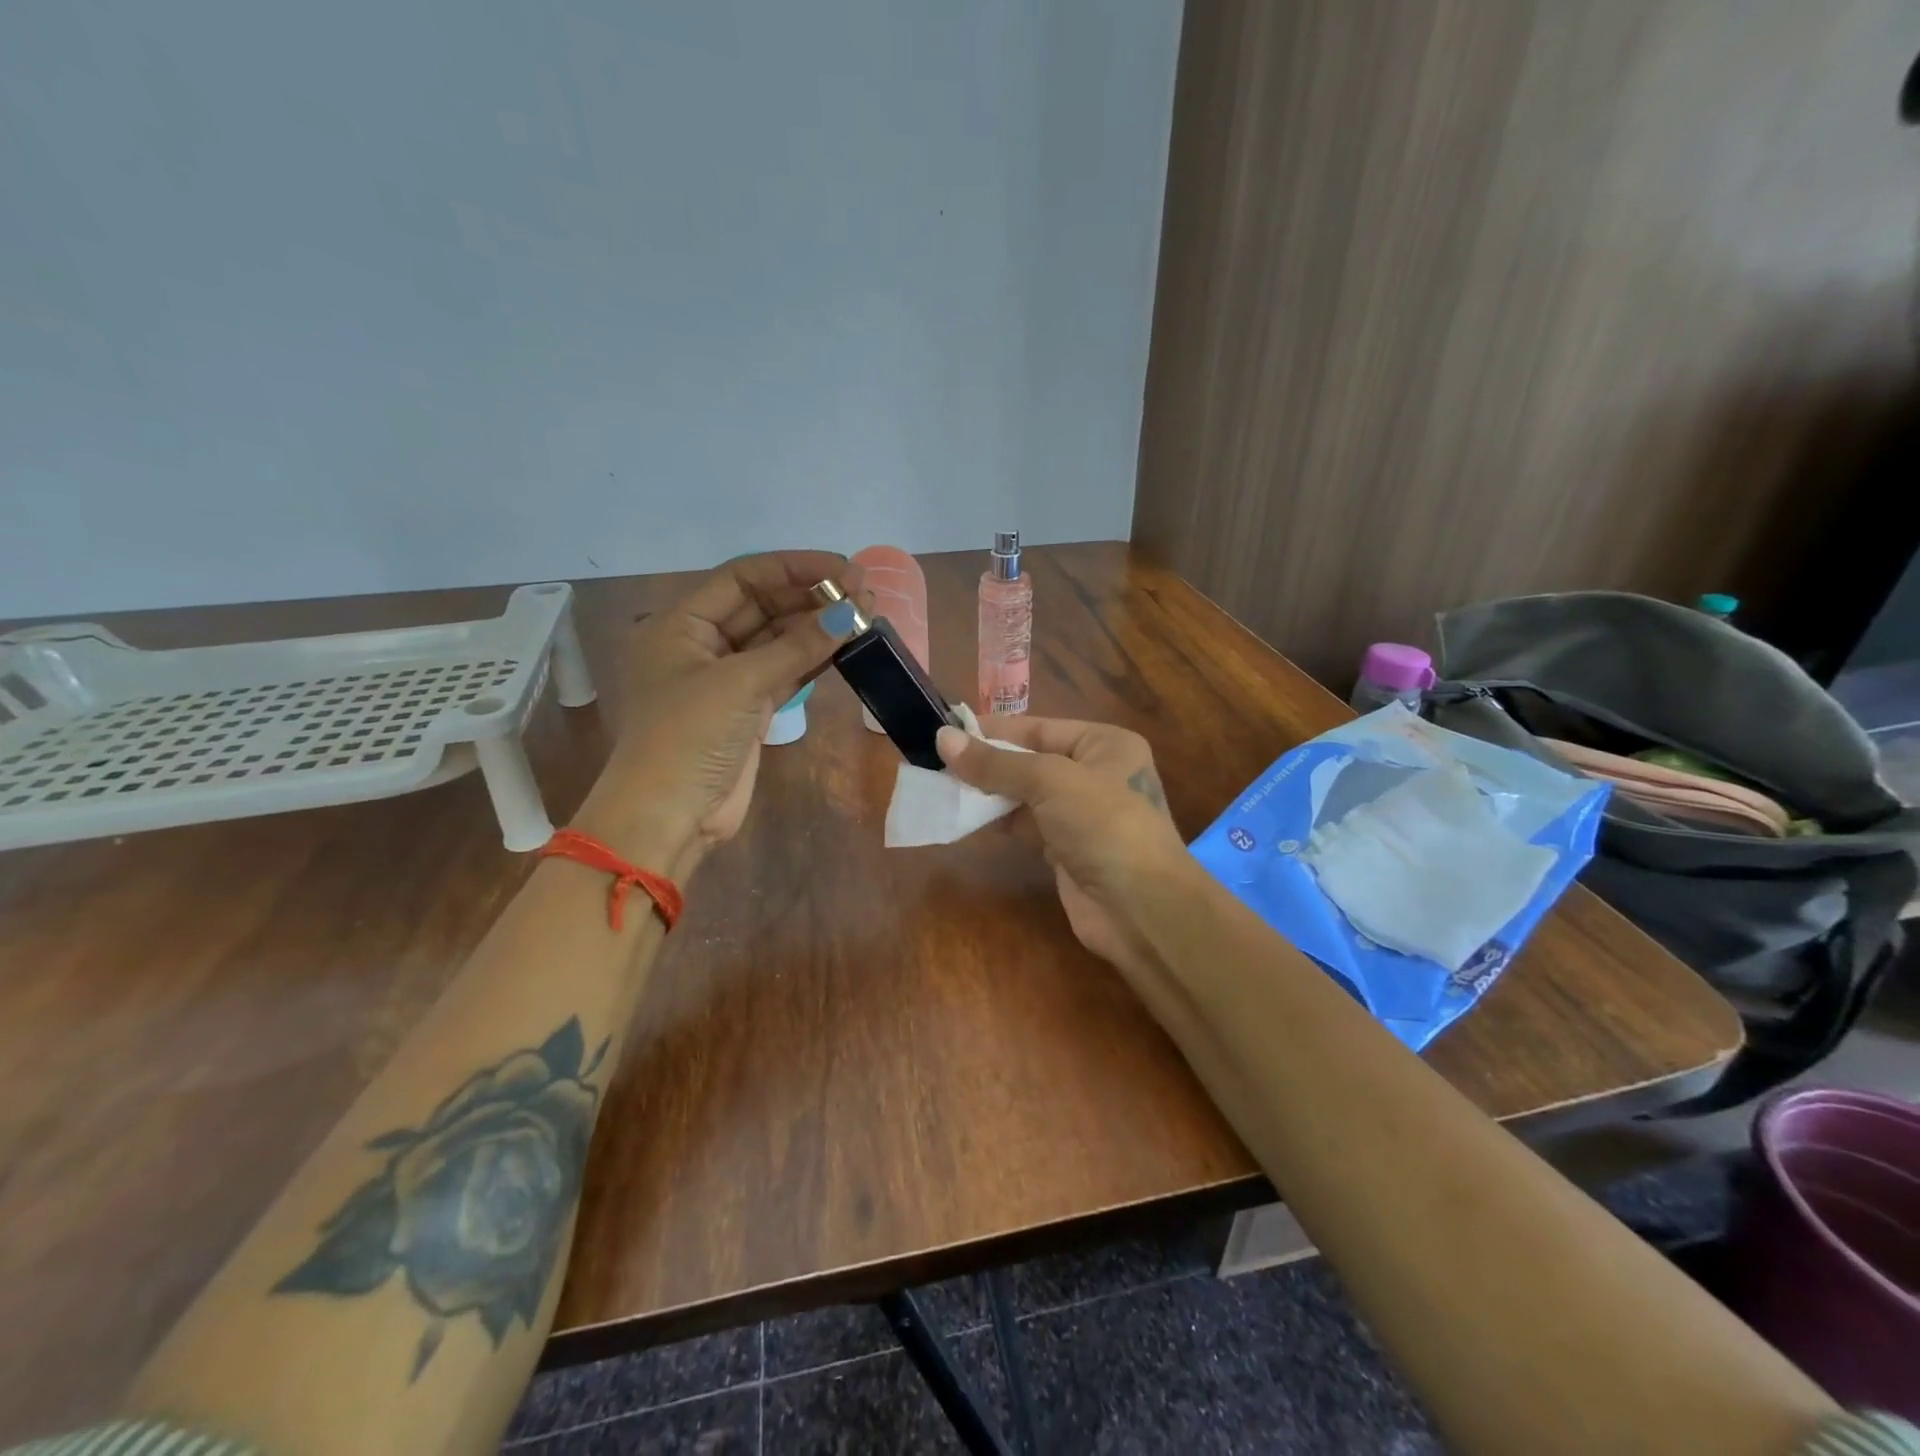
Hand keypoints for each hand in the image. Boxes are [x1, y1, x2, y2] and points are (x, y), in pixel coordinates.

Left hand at [611, 551, 867, 857]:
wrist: (669, 815)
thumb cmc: (688, 737)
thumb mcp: (739, 684)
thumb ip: (796, 647)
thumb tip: (851, 614)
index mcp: (682, 624)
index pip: (743, 578)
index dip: (793, 568)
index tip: (842, 568)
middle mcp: (703, 643)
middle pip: (763, 606)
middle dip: (812, 597)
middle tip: (865, 592)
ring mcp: (727, 678)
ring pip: (778, 640)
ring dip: (818, 628)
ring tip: (866, 615)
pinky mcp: (748, 709)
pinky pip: (785, 671)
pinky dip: (813, 659)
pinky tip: (846, 646)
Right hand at [934, 717, 1190, 979]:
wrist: (1141, 908)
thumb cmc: (1103, 825)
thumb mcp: (1050, 781)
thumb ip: (996, 763)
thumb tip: (943, 738)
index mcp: (1104, 744)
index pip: (1039, 727)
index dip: (994, 730)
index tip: (947, 730)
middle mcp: (1095, 774)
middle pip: (1030, 761)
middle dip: (987, 763)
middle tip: (936, 762)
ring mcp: (1081, 815)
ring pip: (1025, 795)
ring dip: (987, 794)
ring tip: (941, 788)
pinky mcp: (1067, 850)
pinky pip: (1025, 826)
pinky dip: (997, 823)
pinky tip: (964, 819)